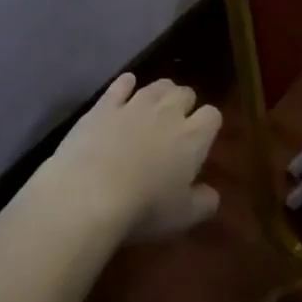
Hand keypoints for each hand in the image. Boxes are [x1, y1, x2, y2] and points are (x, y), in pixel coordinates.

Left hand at [41, 73, 222, 241]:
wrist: (89, 194)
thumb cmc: (143, 209)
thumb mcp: (183, 217)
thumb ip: (204, 203)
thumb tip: (211, 194)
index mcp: (192, 138)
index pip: (212, 115)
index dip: (209, 124)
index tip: (202, 138)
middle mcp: (167, 113)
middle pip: (185, 93)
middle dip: (185, 104)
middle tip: (177, 123)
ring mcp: (134, 105)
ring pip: (157, 85)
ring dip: (161, 92)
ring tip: (156, 106)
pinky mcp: (104, 105)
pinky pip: (121, 84)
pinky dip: (126, 84)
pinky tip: (126, 85)